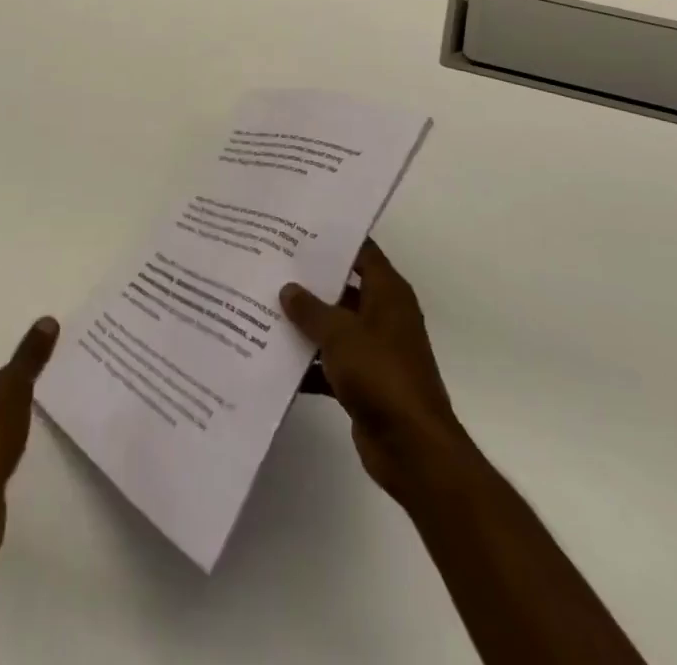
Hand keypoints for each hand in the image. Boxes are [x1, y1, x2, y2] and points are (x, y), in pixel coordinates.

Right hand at [281, 239, 477, 508]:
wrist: (412, 448)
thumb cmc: (381, 374)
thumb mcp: (340, 333)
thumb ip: (311, 309)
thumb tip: (288, 288)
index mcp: (389, 293)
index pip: (362, 252)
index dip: (334, 240)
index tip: (299, 228)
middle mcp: (384, 316)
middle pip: (344, 288)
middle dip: (310, 281)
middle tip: (271, 265)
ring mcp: (375, 350)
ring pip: (335, 326)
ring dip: (306, 324)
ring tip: (263, 306)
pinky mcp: (364, 383)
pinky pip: (331, 363)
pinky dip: (309, 363)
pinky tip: (273, 359)